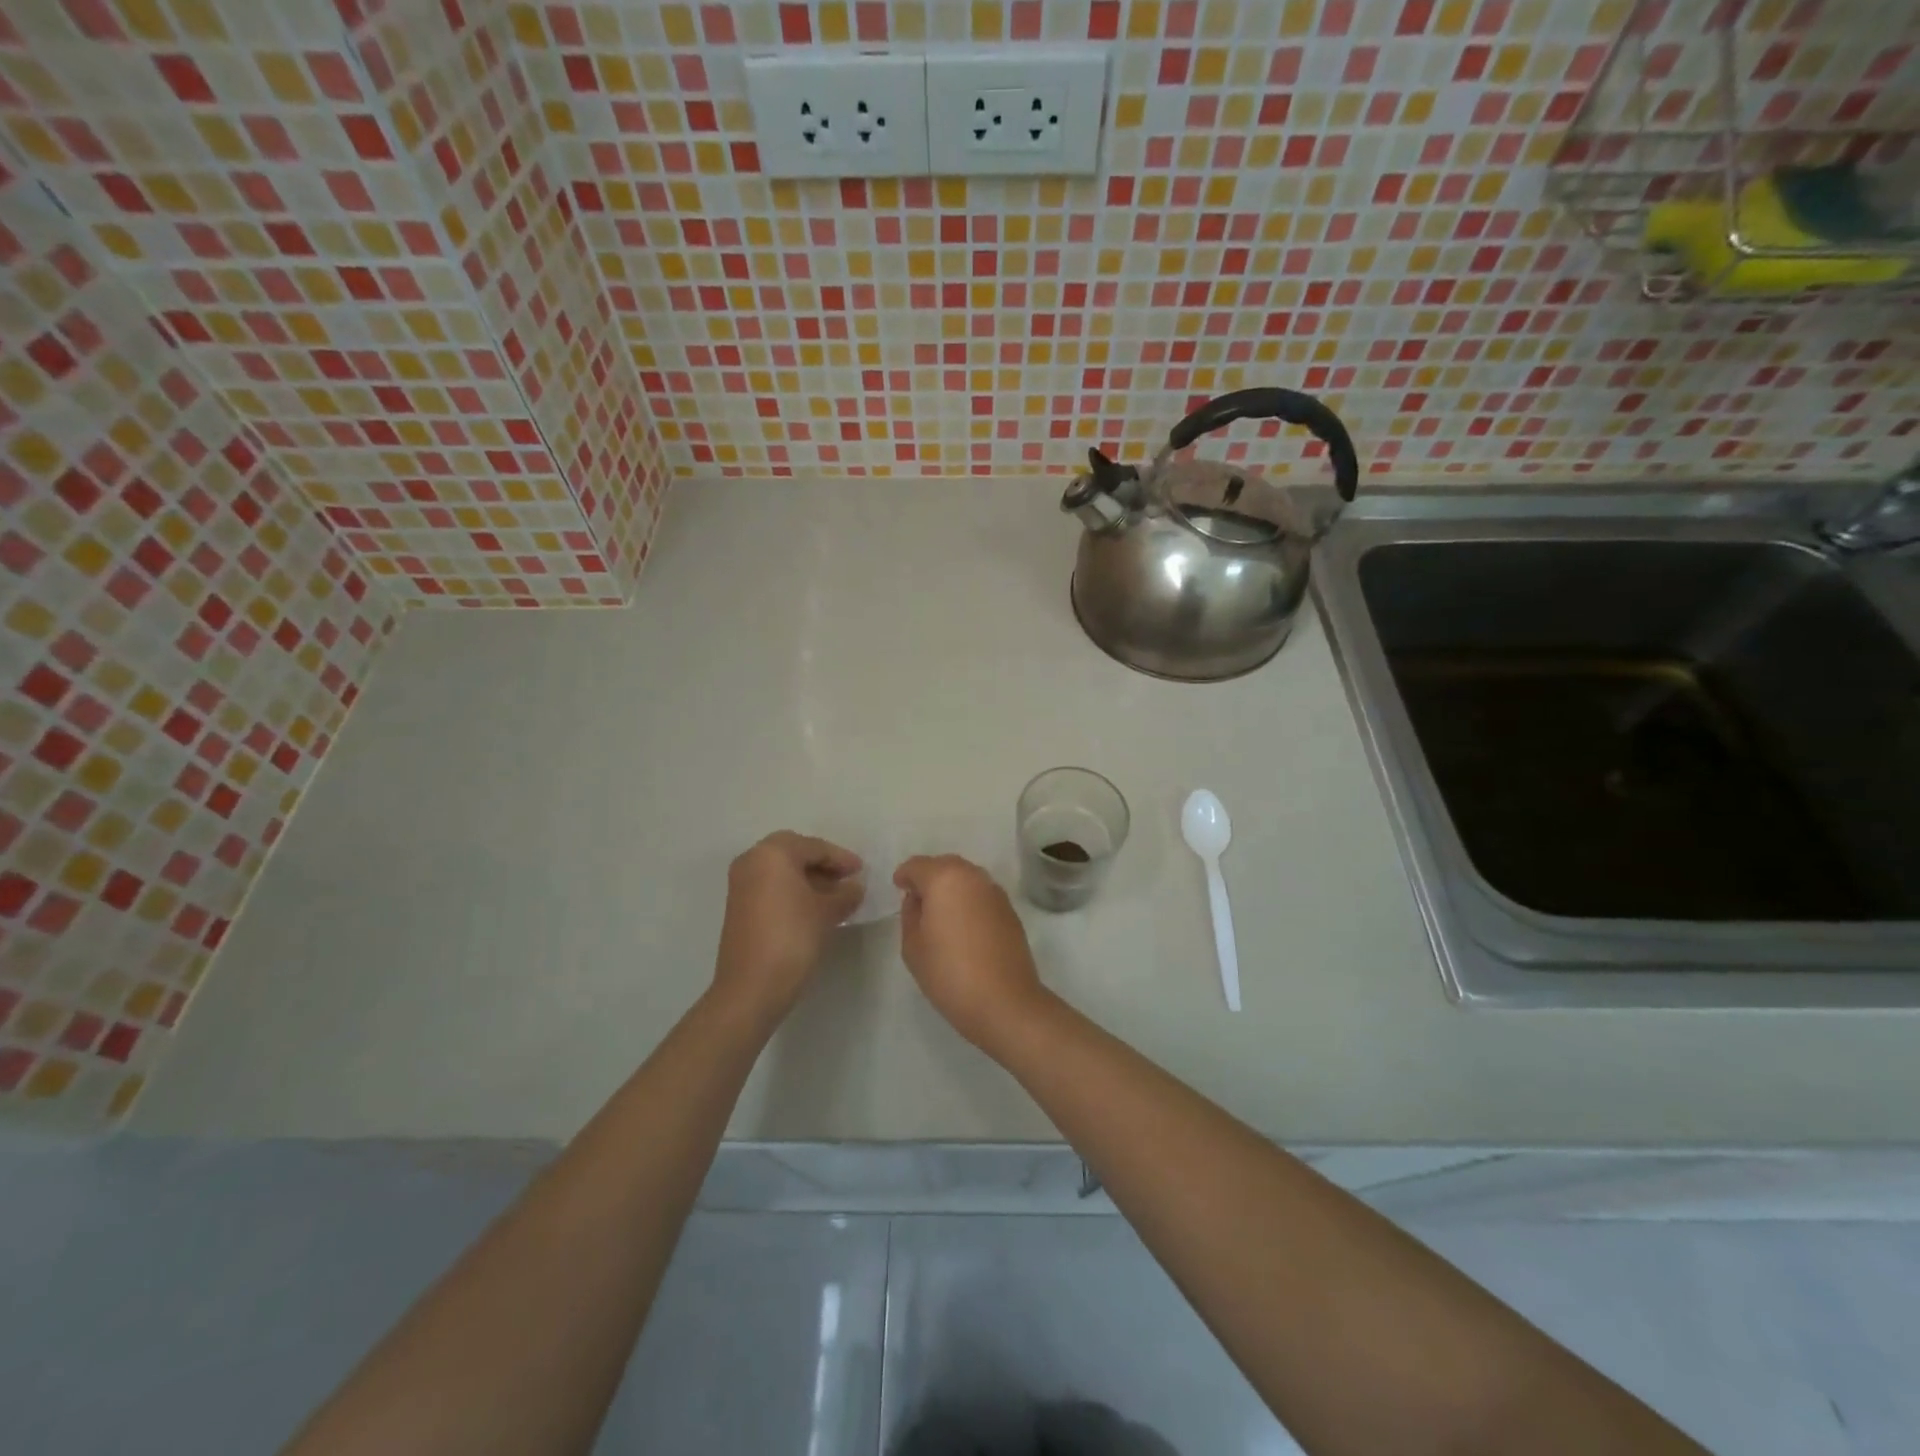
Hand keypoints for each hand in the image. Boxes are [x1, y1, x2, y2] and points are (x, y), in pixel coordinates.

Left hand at [712, 832, 863, 1028]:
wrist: (751, 987)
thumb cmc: (793, 937)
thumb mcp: (827, 912)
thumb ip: (845, 893)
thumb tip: (854, 887)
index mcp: (772, 853)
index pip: (814, 847)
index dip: (841, 858)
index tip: (862, 871)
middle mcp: (752, 860)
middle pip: (794, 853)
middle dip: (822, 864)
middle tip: (847, 878)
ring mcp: (741, 884)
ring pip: (781, 871)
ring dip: (808, 878)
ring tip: (835, 896)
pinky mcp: (738, 906)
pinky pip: (770, 886)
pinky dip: (792, 891)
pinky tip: (813, 908)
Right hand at [893, 855, 1049, 1051]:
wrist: (1005, 1002)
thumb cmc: (950, 974)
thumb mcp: (913, 946)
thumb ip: (910, 915)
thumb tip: (918, 900)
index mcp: (945, 878)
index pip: (918, 865)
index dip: (904, 875)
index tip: (898, 888)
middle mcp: (973, 876)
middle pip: (945, 865)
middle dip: (929, 877)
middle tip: (917, 899)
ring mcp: (995, 891)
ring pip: (966, 878)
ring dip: (951, 887)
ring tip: (940, 913)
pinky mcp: (1010, 910)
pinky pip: (982, 894)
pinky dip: (969, 900)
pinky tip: (963, 924)